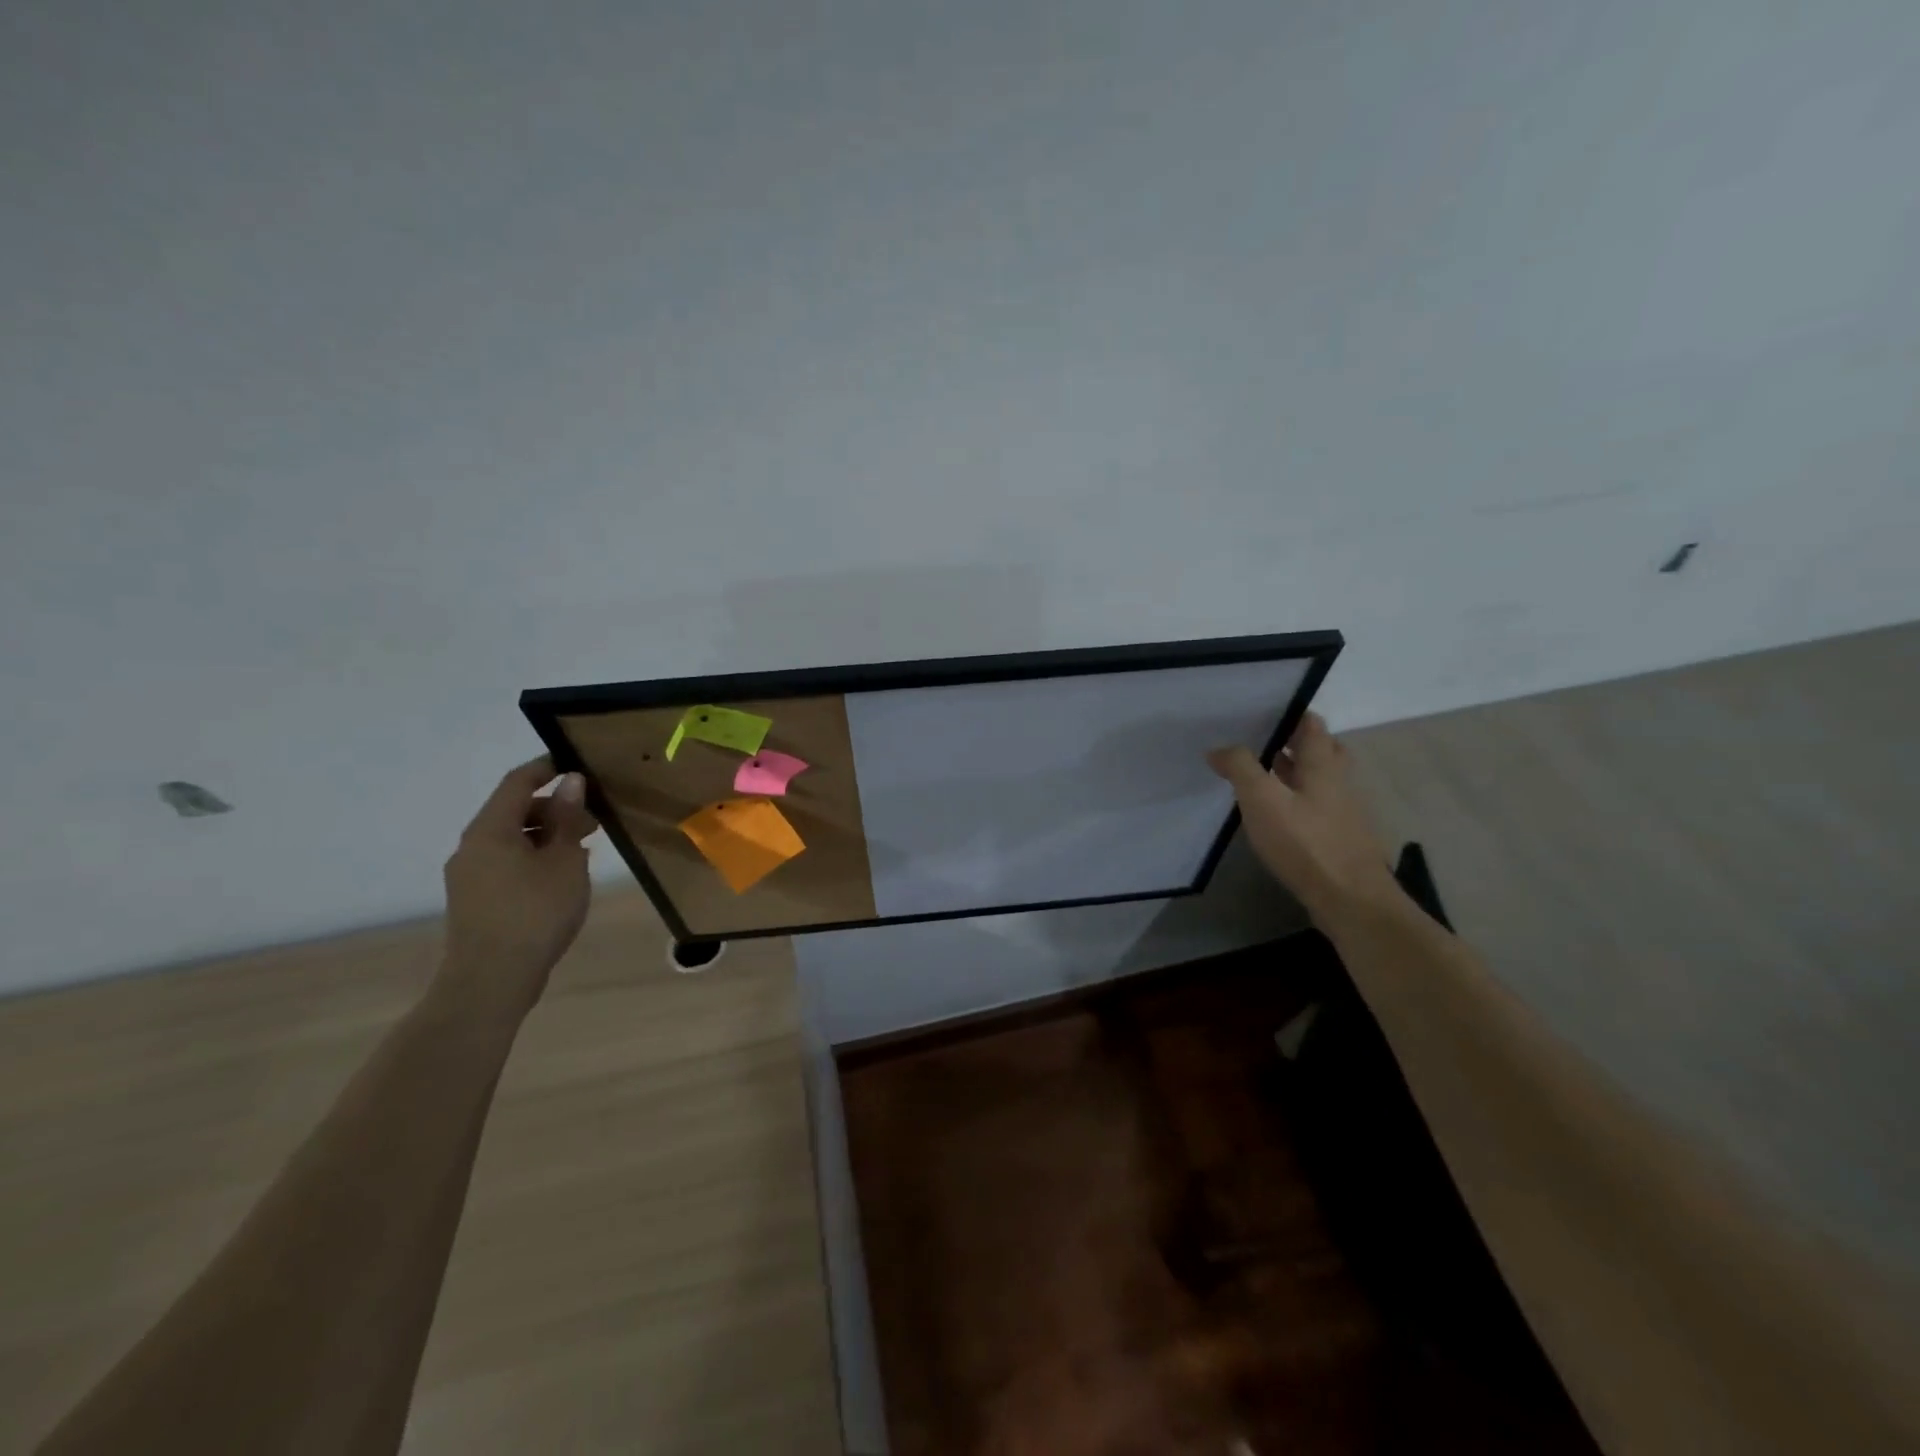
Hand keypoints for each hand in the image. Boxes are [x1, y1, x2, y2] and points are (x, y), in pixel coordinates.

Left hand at [439, 755, 597, 1018]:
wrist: (491, 981)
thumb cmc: (535, 913)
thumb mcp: (565, 861)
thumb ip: (568, 819)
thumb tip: (571, 782)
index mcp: (490, 830)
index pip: (517, 782)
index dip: (546, 768)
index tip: (578, 765)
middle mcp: (472, 846)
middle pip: (513, 811)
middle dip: (554, 808)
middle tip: (594, 818)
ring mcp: (469, 875)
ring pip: (511, 839)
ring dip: (547, 835)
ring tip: (584, 848)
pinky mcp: (475, 899)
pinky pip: (507, 862)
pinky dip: (535, 857)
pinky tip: (562, 875)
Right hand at [1208, 713, 1397, 925]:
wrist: (1351, 901)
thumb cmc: (1306, 843)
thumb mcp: (1262, 800)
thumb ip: (1240, 768)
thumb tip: (1219, 748)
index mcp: (1323, 765)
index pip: (1312, 724)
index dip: (1290, 714)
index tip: (1261, 712)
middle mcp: (1338, 782)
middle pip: (1321, 751)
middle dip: (1294, 743)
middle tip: (1260, 743)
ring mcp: (1343, 812)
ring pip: (1319, 780)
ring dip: (1293, 773)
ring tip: (1259, 776)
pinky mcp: (1340, 839)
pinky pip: (1317, 807)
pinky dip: (1297, 802)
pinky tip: (1275, 816)